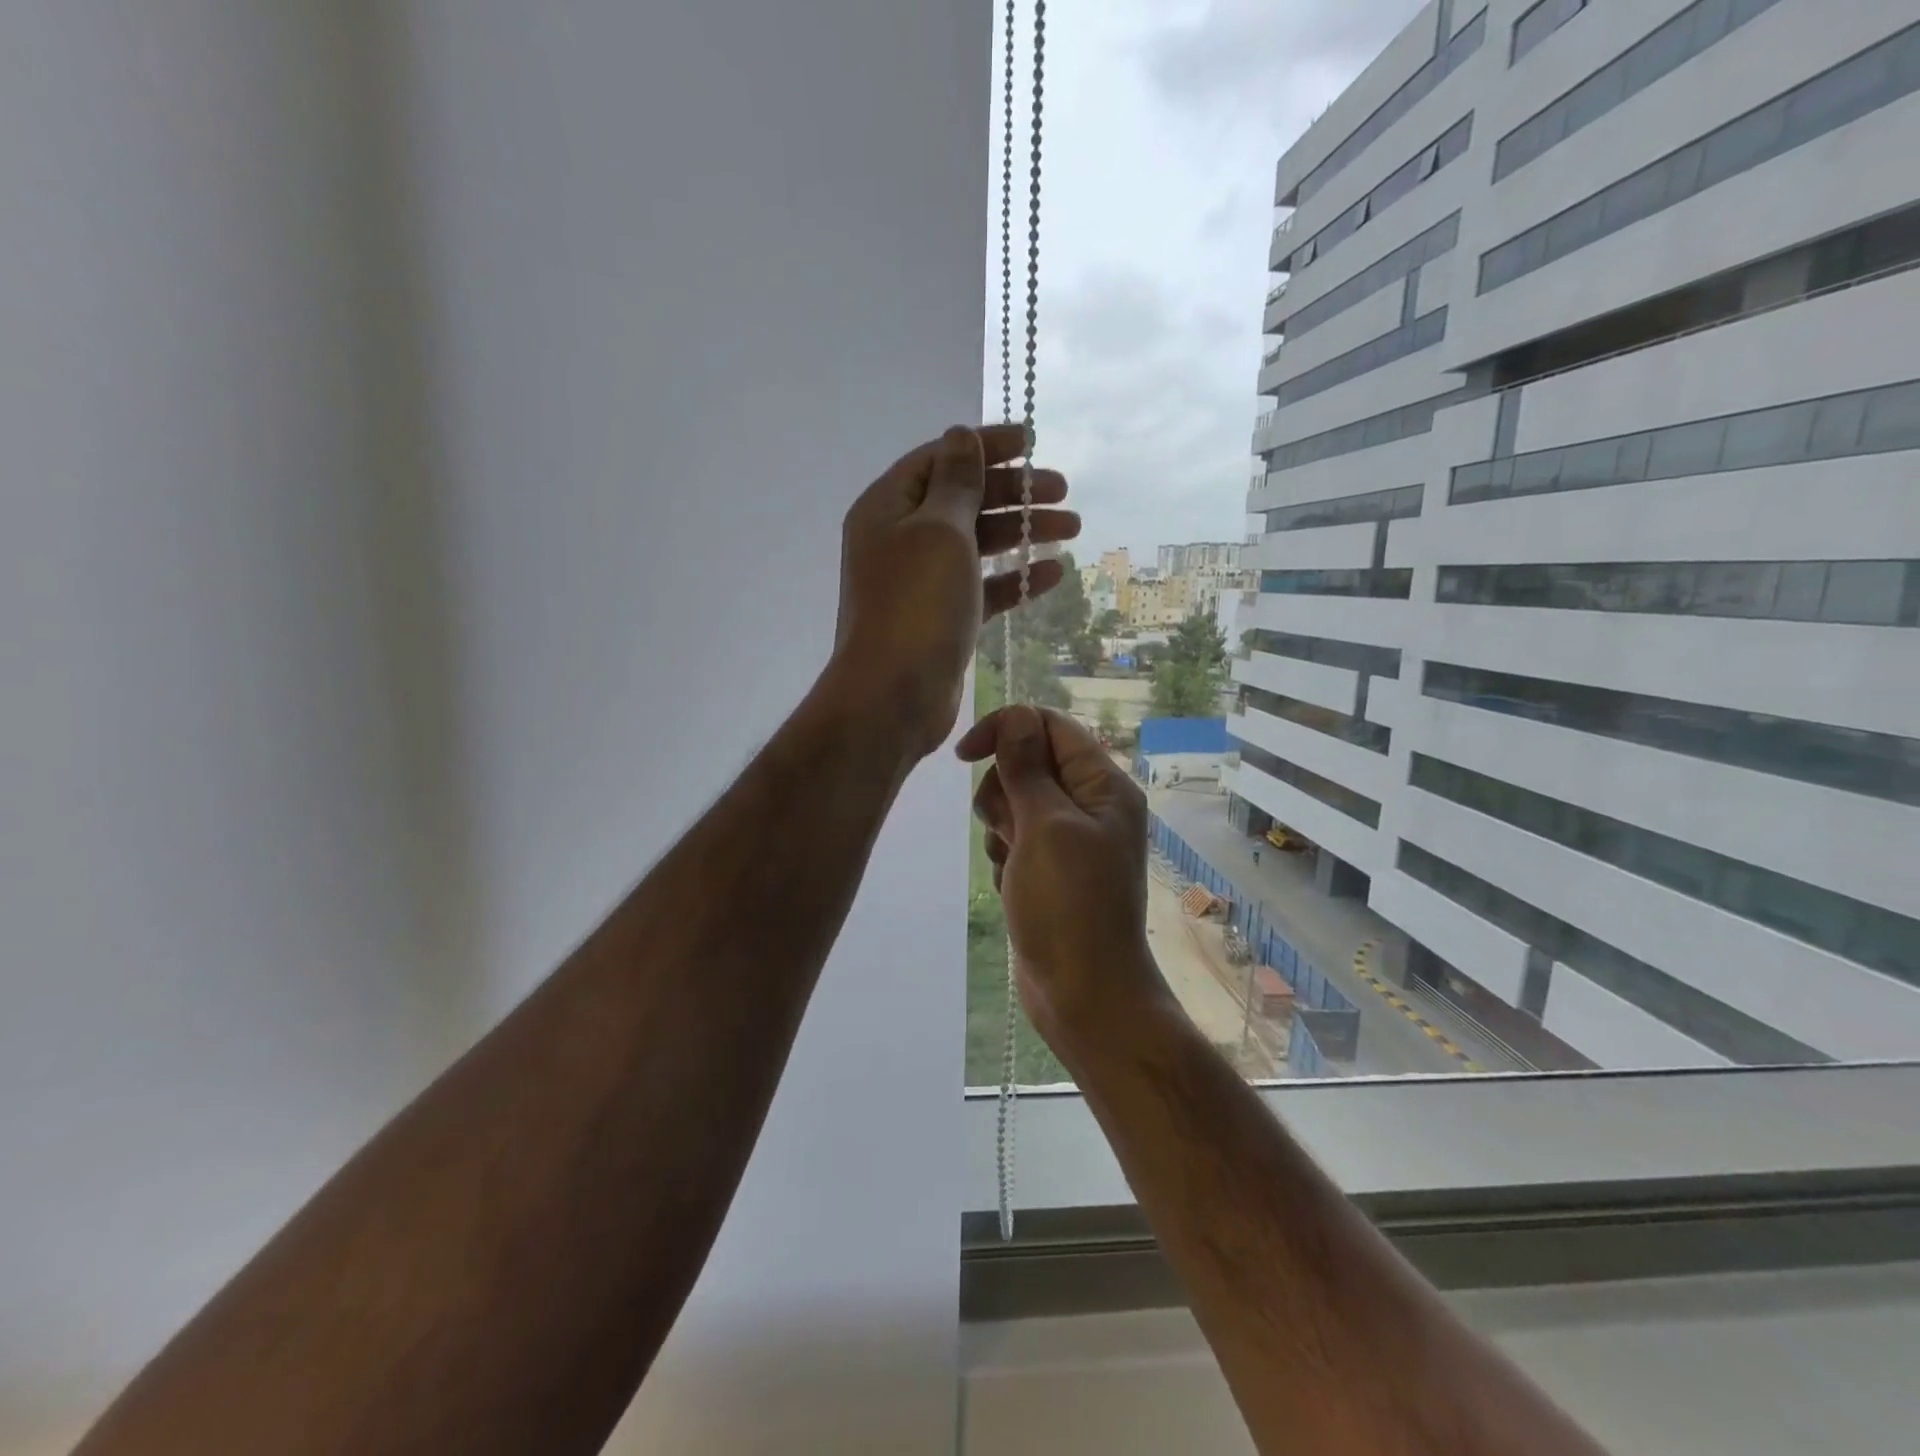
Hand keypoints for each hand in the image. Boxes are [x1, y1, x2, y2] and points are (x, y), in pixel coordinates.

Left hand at [823, 426, 1077, 759]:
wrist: (893, 696)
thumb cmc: (916, 604)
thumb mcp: (940, 530)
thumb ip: (956, 482)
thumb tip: (959, 436)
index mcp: (888, 507)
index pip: (940, 459)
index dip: (986, 446)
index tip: (1031, 442)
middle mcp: (900, 539)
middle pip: (963, 500)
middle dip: (1014, 492)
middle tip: (1064, 491)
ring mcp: (921, 581)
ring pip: (977, 544)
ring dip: (1023, 532)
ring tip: (1072, 527)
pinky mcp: (942, 617)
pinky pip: (982, 586)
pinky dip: (1014, 577)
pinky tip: (1054, 572)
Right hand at [957, 706, 1167, 1049]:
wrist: (1084, 994)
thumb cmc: (1070, 906)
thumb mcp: (1045, 827)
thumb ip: (1027, 768)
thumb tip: (1015, 716)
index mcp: (1103, 785)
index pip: (1049, 726)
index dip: (1006, 729)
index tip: (965, 755)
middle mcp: (1090, 805)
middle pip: (1027, 763)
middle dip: (1004, 792)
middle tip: (1013, 832)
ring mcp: (1069, 839)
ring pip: (1014, 802)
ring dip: (1001, 829)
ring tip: (1014, 865)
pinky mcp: (1050, 868)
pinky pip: (1014, 839)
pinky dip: (1005, 856)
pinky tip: (1014, 886)